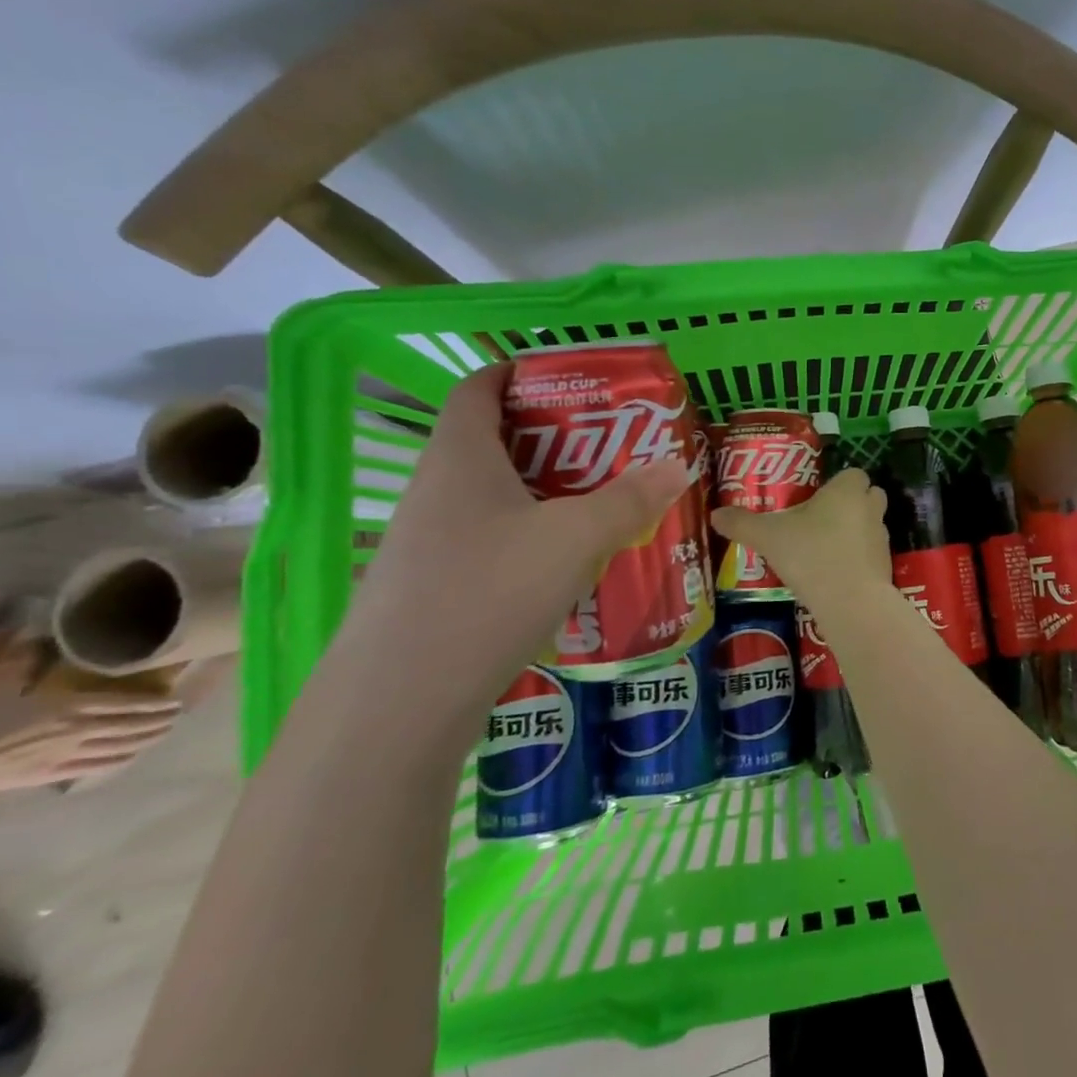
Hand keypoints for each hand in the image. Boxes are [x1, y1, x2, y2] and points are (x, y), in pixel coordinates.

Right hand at [0, 634, 180, 800]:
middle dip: (159, 721)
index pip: (128, 703)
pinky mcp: (53, 775)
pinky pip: (97, 766)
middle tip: (179, 715)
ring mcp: (69, 754)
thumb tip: (30, 633)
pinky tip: (132, 755)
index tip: (176, 701)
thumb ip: (21, 660)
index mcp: (73, 706)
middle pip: (132, 726)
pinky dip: (120, 760)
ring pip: (122, 746)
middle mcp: (81, 729)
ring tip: (165, 732)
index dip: (156, 703)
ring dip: (148, 739)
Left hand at [337, 363, 691, 726]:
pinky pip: (488, 541)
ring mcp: (428, 542)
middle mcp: (436, 490)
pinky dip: (528, 537)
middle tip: (607, 445)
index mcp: (460, 458)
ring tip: (598, 503)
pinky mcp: (432, 588)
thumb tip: (678, 465)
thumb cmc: (487, 592)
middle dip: (551, 437)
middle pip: (492, 441)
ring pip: (492, 496)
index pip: (478, 388)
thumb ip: (629, 500)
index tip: (568, 379)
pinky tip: (566, 566)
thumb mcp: (574, 539)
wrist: (399, 703)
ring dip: (542, 492)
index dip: (517, 373)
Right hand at [711, 468, 892, 603]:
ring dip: (853, 532)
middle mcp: (870, 507)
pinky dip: (856, 559)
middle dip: (849, 505)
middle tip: (819, 520)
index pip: (853, 474)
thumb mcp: (767, 537)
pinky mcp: (885, 565)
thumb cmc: (810, 554)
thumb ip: (742, 523)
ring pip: (869, 525)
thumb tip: (715, 515)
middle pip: (867, 496)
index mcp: (847, 490)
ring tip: (822, 549)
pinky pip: (870, 554)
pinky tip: (833, 574)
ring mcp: (881, 537)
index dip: (837, 483)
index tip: (815, 498)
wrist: (850, 601)